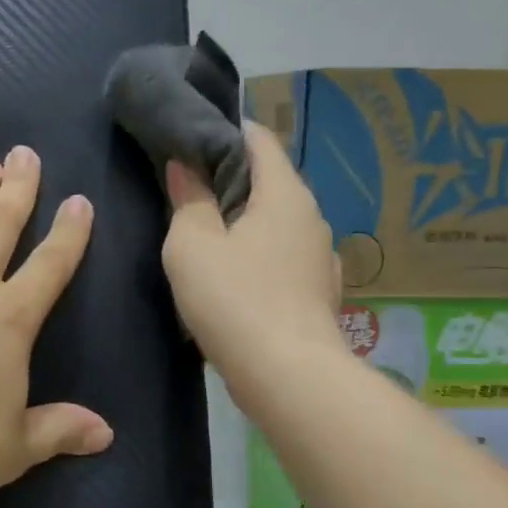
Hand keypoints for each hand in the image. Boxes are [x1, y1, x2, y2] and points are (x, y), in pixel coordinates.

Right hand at [161, 122, 342, 386]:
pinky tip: (234, 274)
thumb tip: (187, 167)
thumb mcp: (193, 244)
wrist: (289, 377)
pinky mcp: (317, 292)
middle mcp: (311, 217)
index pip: (259, 139)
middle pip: (269, 180)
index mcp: (284, 194)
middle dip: (230, 177)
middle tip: (187, 184)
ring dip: (244, 219)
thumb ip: (189, 200)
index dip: (226, 130)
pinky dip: (259, 253)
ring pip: (276, 221)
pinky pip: (283, 256)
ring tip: (205, 229)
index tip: (192, 135)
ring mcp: (320, 257)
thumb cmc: (235, 300)